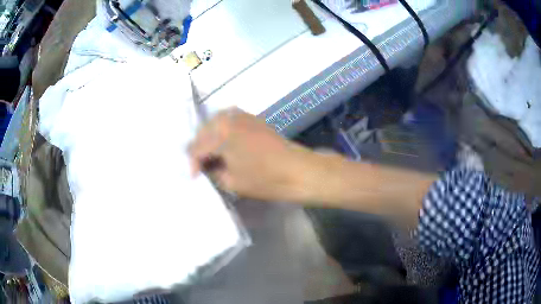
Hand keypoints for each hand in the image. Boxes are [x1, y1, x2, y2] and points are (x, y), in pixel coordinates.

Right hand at [189, 108, 314, 201]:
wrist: (298, 170)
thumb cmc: (264, 179)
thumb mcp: (231, 182)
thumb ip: (212, 171)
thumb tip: (207, 166)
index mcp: (220, 133)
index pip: (196, 148)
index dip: (193, 164)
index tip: (195, 177)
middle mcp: (227, 117)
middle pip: (202, 132)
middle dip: (200, 150)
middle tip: (203, 167)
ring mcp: (241, 114)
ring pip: (214, 124)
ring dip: (210, 139)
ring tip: (213, 156)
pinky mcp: (251, 117)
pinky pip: (228, 121)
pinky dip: (222, 132)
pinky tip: (225, 145)